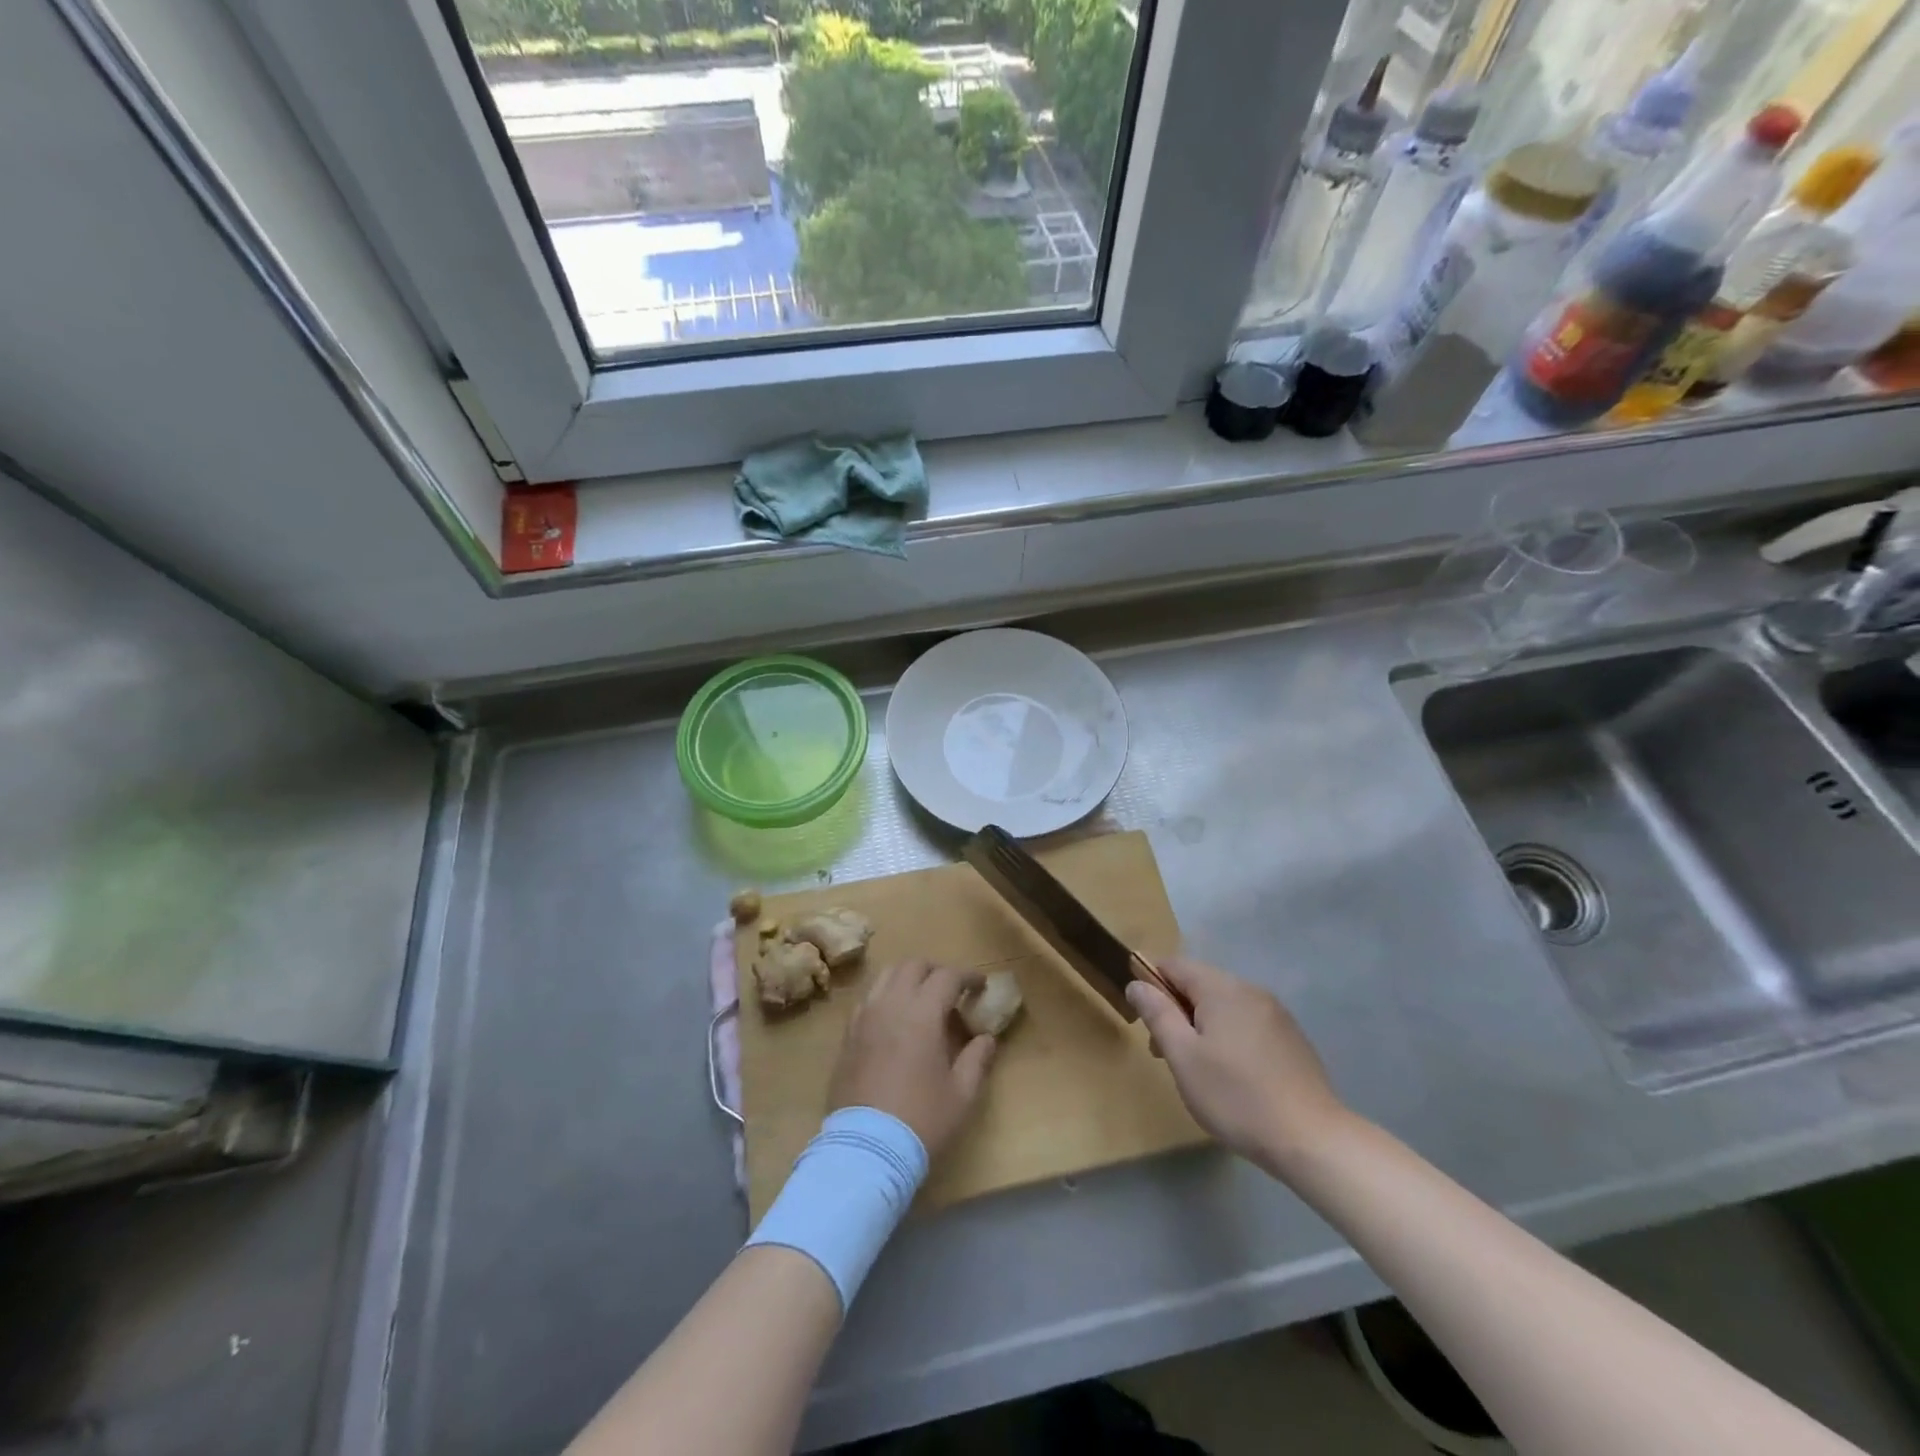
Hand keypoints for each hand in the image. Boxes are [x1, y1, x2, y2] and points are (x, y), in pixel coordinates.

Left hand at [829, 960, 996, 1159]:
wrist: (865, 1150)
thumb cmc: (921, 1120)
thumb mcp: (961, 1094)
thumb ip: (977, 1059)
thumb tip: (987, 1038)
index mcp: (922, 1013)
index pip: (947, 976)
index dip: (967, 976)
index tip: (981, 985)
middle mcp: (890, 1005)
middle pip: (913, 965)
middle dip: (936, 970)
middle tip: (952, 989)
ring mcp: (864, 1018)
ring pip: (886, 976)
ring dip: (908, 977)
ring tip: (922, 998)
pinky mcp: (847, 1035)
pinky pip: (868, 999)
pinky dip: (885, 996)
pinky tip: (895, 1018)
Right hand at [1127, 957, 1351, 1177]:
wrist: (1312, 1140)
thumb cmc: (1236, 1096)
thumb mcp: (1183, 1056)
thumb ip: (1157, 1014)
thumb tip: (1136, 983)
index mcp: (1222, 988)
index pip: (1174, 965)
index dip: (1151, 984)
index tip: (1143, 1020)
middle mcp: (1250, 990)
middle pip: (1200, 985)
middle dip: (1176, 1011)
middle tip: (1164, 1054)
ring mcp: (1276, 1014)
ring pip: (1224, 1007)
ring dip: (1202, 1026)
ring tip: (1197, 1070)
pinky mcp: (1291, 1039)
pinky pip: (1247, 1024)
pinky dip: (1229, 1038)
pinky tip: (1232, 1076)